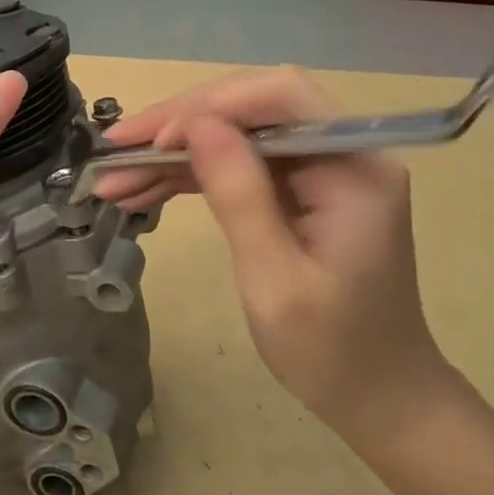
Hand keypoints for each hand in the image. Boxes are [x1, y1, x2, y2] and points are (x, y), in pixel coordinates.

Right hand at [97, 69, 458, 448]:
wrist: (378, 397)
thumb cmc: (331, 350)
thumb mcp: (274, 277)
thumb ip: (239, 193)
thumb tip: (195, 125)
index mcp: (355, 167)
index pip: (279, 98)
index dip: (210, 107)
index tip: (152, 142)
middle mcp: (345, 153)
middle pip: (253, 108)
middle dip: (180, 125)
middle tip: (115, 151)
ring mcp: (324, 171)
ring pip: (238, 135)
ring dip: (176, 153)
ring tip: (115, 178)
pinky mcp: (304, 191)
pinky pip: (241, 165)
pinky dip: (193, 175)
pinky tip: (144, 189)